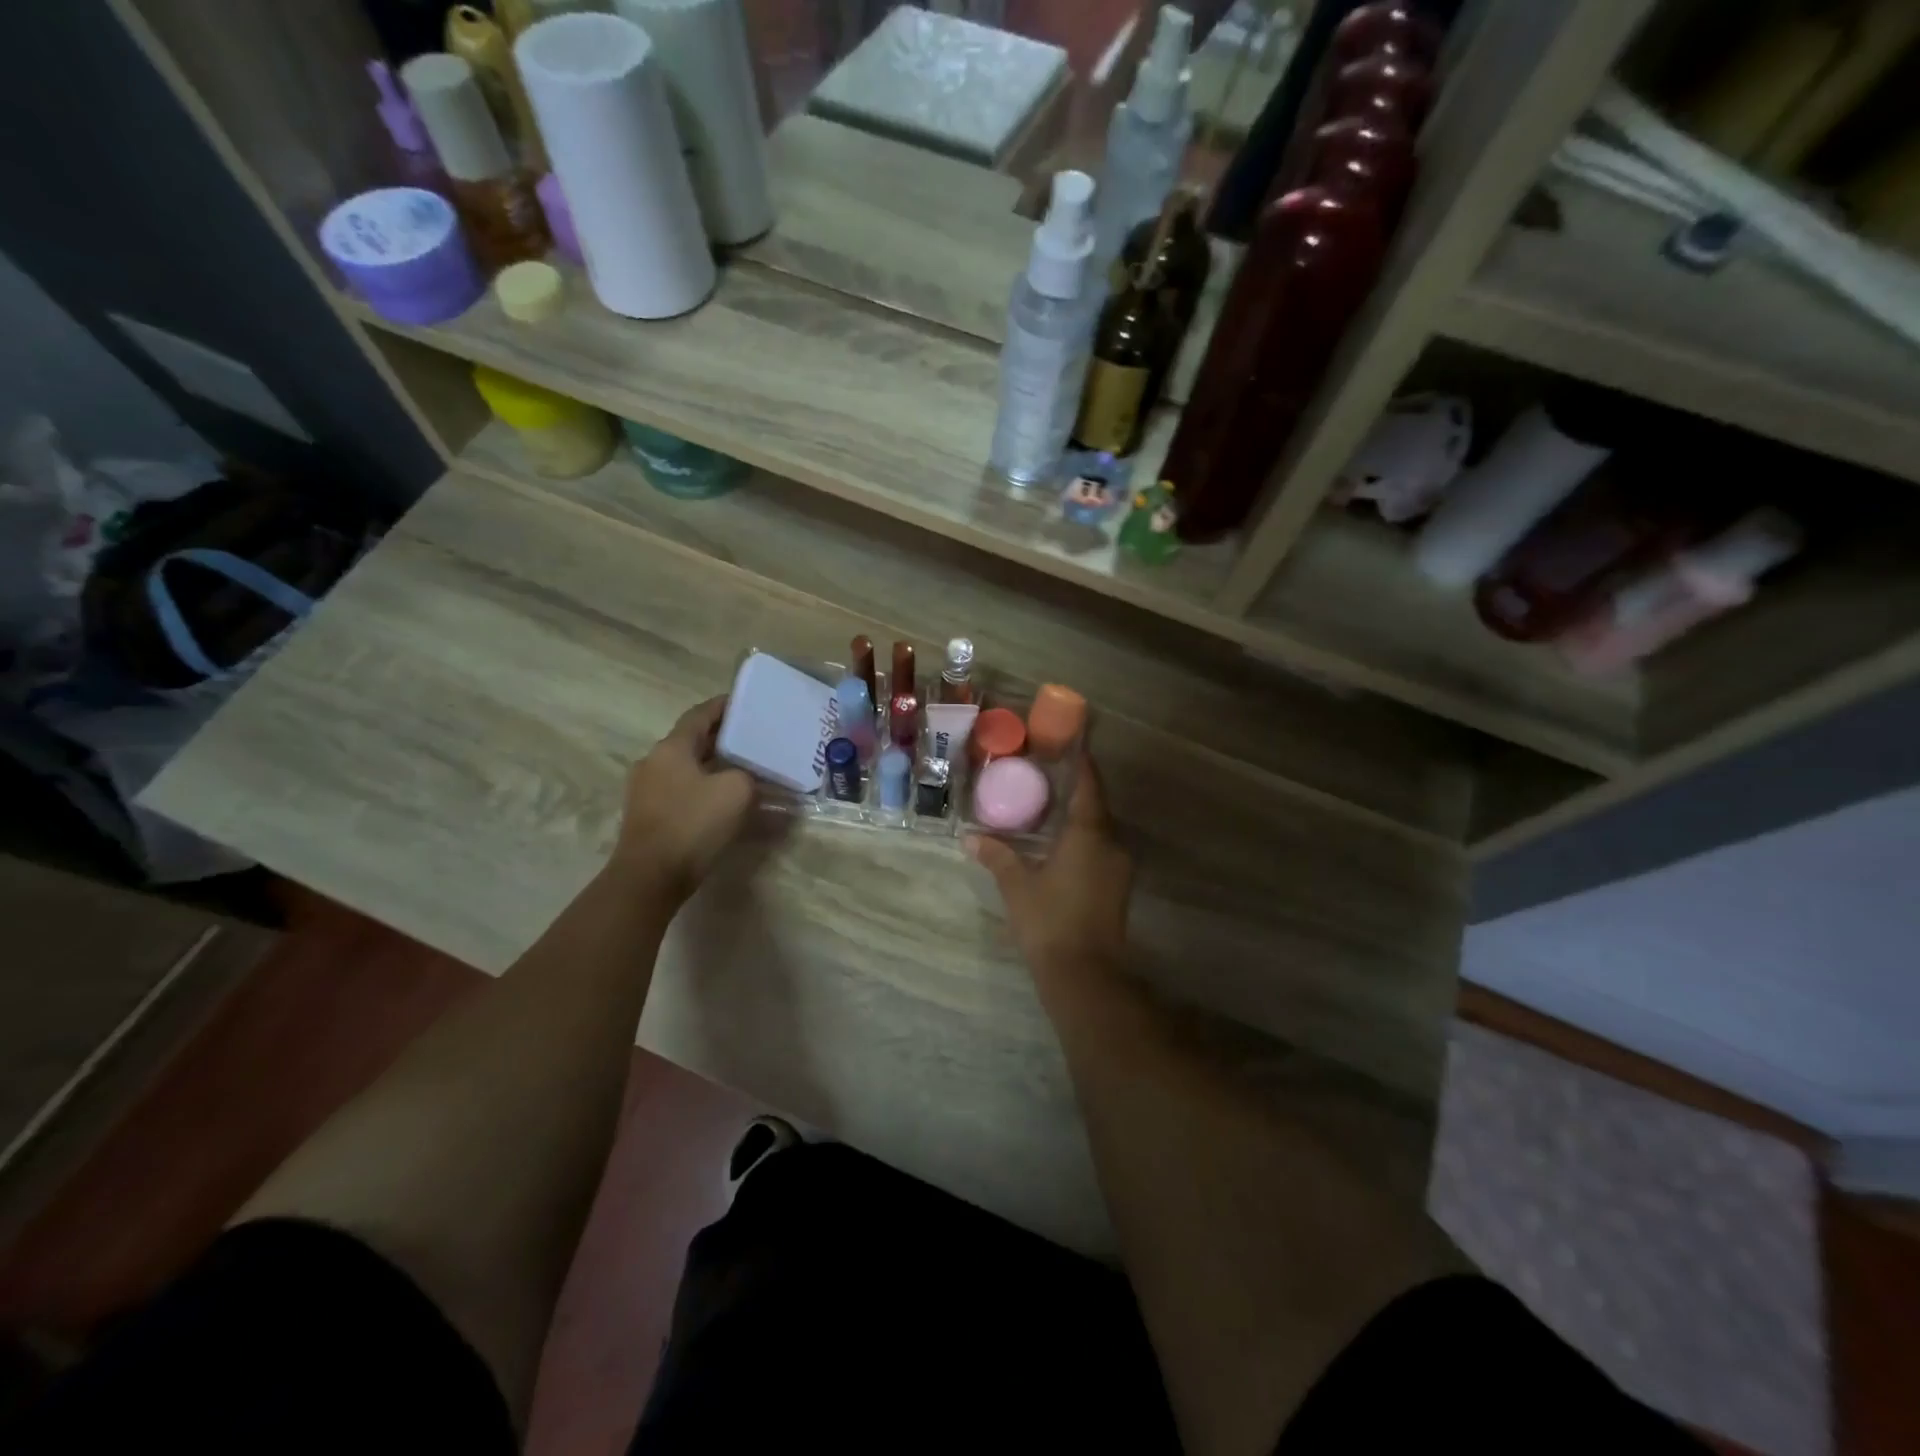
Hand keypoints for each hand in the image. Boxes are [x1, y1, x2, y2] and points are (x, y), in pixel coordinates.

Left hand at [614, 696, 753, 902]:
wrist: (651, 876)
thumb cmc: (693, 823)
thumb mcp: (737, 791)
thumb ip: (747, 775)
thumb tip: (745, 778)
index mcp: (671, 747)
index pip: (699, 715)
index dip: (723, 706)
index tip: (745, 703)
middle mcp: (653, 761)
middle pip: (691, 741)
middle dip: (721, 738)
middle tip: (751, 739)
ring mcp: (645, 790)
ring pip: (685, 767)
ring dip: (711, 765)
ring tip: (742, 770)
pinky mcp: (647, 815)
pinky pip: (680, 790)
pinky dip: (702, 787)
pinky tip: (722, 800)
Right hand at [968, 756, 1131, 997]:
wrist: (1085, 975)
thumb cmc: (1049, 921)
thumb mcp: (1017, 886)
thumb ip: (997, 856)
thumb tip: (971, 838)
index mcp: (1089, 834)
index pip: (1089, 786)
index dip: (1082, 764)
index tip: (1072, 746)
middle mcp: (1111, 844)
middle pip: (1096, 807)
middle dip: (1076, 791)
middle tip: (1047, 777)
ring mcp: (1118, 868)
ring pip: (1100, 831)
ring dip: (1079, 818)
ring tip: (1049, 808)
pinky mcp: (1117, 888)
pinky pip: (1101, 850)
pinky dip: (1083, 840)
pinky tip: (1059, 845)